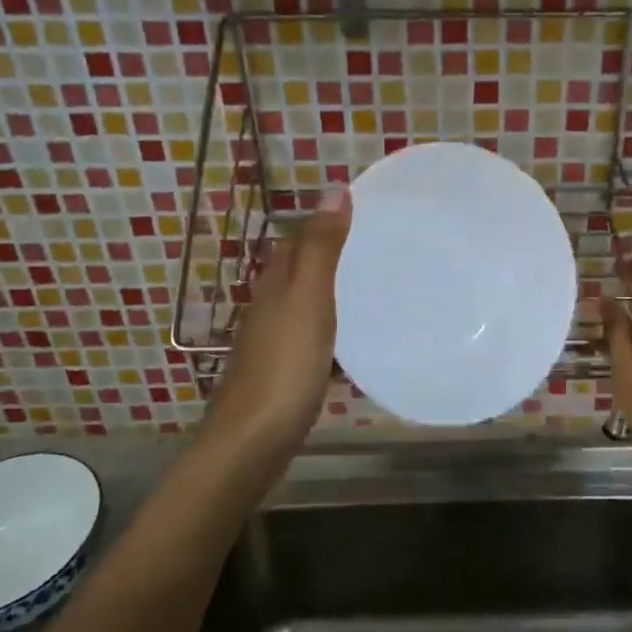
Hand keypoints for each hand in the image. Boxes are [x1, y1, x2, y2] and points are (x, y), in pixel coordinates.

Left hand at [203, 190, 351, 456]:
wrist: (252, 443)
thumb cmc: (284, 366)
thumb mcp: (308, 299)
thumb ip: (321, 247)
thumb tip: (333, 189)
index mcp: (275, 284)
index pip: (297, 238)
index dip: (325, 222)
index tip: (365, 213)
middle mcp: (269, 307)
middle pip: (301, 271)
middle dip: (333, 257)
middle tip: (379, 251)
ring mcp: (273, 343)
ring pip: (307, 306)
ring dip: (334, 296)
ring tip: (377, 293)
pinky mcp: (283, 374)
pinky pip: (313, 341)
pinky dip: (334, 335)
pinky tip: (356, 348)